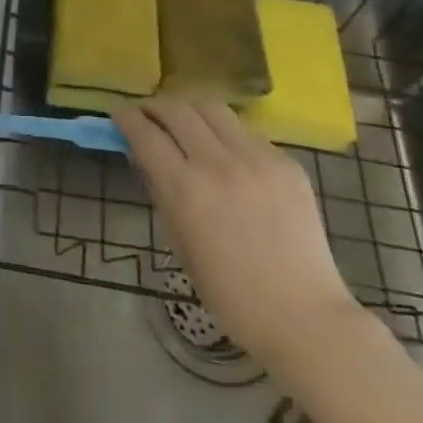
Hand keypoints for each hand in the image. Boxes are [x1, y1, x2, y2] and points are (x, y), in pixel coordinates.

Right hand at [113, 96, 363, 369]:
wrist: (304, 316)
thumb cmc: (231, 294)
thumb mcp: (179, 244)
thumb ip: (161, 192)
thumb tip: (144, 155)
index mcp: (187, 189)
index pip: (145, 133)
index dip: (126, 116)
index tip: (117, 111)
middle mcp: (219, 163)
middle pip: (177, 109)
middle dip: (155, 105)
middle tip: (147, 114)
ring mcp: (257, 158)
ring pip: (213, 108)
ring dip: (190, 109)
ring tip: (184, 121)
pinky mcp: (287, 163)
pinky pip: (246, 132)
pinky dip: (225, 133)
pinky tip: (226, 152)